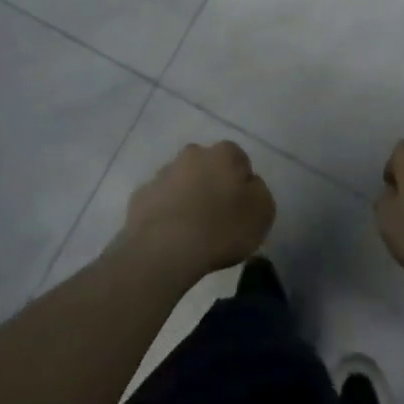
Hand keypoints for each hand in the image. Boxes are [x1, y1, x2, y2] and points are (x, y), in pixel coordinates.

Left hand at [119, 141, 275, 280]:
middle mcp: (192, 154)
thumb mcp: (263, 212)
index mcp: (224, 153)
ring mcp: (163, 173)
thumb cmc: (221, 228)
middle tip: (218, 217)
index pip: (239, 160)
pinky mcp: (140, 196)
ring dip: (188, 197)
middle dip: (212, 184)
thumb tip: (248, 185)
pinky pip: (160, 201)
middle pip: (208, 166)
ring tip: (193, 231)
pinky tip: (171, 237)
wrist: (164, 250)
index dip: (242, 184)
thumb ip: (259, 191)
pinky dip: (166, 213)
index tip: (242, 209)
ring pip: (182, 181)